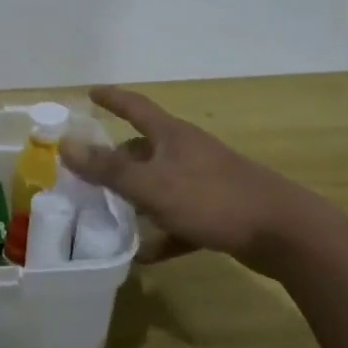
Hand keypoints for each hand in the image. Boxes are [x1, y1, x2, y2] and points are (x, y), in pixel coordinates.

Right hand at [60, 86, 308, 273]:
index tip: (91, 92)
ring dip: (137, 197)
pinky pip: (180, 219)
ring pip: (162, 184)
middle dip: (118, 158)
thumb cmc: (210, 198)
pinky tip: (145, 254)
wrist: (282, 232)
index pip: (135, 106)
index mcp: (172, 136)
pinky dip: (162, 233)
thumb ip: (107, 168)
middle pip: (146, 148)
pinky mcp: (219, 211)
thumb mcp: (151, 185)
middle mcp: (188, 152)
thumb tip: (65, 144)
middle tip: (90, 171)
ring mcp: (206, 181)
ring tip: (109, 213)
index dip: (112, 98)